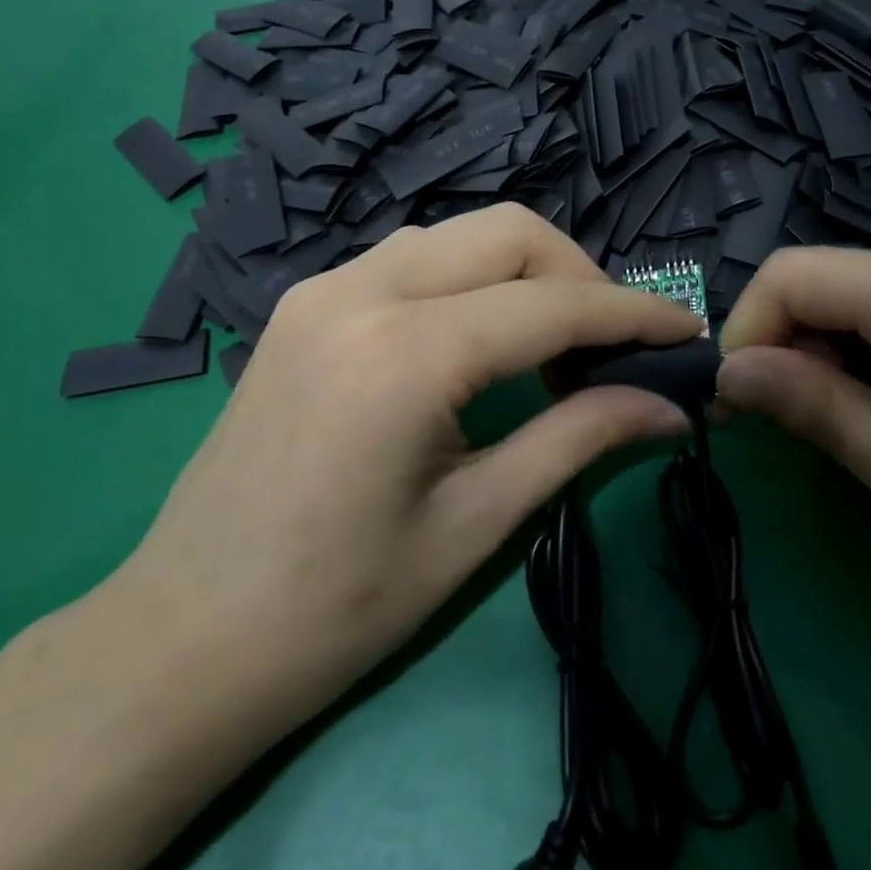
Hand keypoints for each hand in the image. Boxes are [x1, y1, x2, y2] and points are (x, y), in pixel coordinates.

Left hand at [116, 204, 701, 724]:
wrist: (183, 638)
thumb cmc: (337, 607)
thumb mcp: (477, 523)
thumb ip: (580, 440)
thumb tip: (670, 406)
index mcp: (405, 353)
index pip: (552, 304)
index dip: (632, 313)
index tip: (687, 330)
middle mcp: (360, 291)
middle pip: (507, 231)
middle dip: (579, 274)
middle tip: (612, 344)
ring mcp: (322, 288)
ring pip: (458, 233)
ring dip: (523, 270)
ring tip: (554, 343)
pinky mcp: (304, 303)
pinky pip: (411, 257)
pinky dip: (468, 278)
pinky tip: (481, 337)